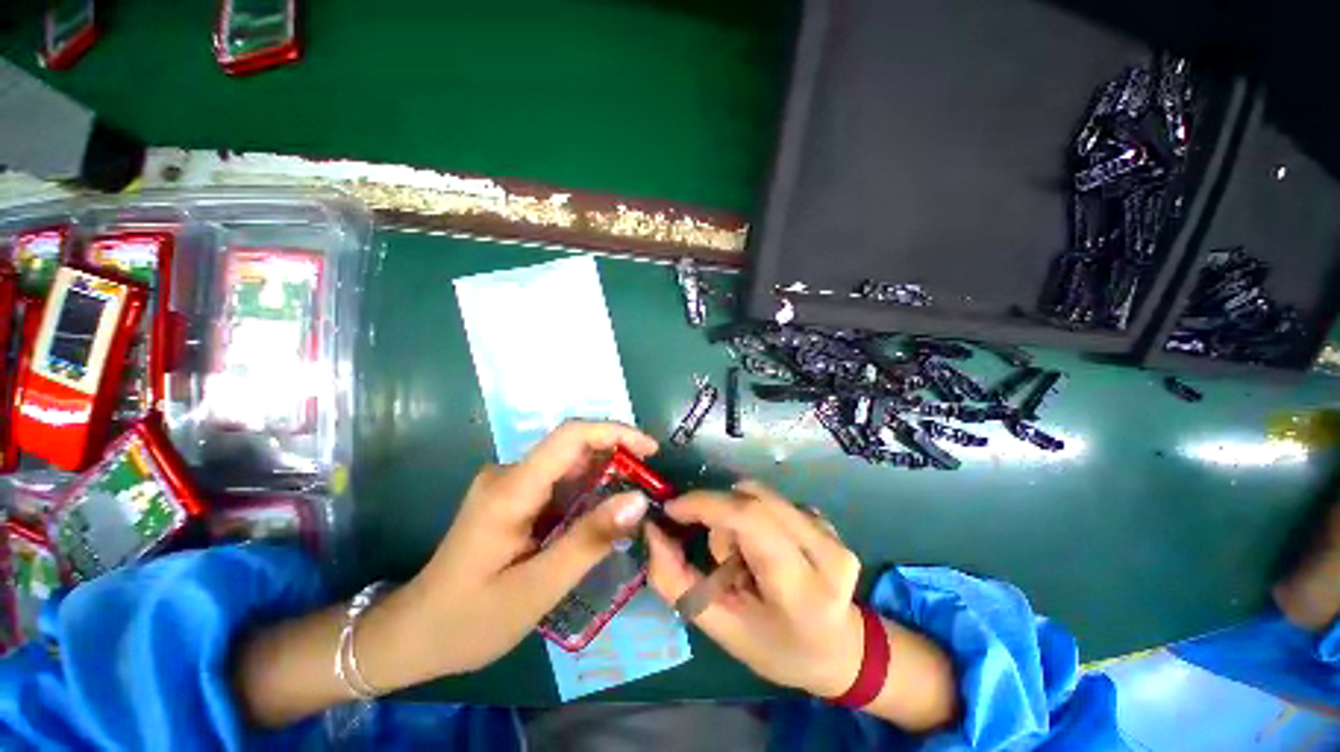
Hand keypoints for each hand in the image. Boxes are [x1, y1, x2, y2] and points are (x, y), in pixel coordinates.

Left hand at [399, 420, 656, 675]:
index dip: (615, 433)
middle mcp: (509, 473)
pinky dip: (588, 490)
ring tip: (632, 502)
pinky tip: (602, 514)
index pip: (570, 436)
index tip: (650, 450)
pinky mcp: (512, 495)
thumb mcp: (537, 589)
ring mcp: (508, 482)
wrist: (413, 633)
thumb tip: (638, 500)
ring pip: (569, 463)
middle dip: (617, 456)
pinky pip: (559, 480)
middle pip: (573, 446)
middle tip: (649, 484)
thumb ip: (589, 540)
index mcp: (511, 489)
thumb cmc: (470, 619)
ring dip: (604, 475)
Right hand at [645, 481, 864, 697]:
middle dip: (720, 515)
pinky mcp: (827, 520)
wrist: (839, 648)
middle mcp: (825, 551)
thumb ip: (678, 582)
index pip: (750, 520)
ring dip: (737, 516)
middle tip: (716, 554)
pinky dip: (755, 516)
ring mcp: (831, 532)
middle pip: (752, 500)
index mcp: (801, 590)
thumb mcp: (721, 627)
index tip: (672, 509)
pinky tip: (765, 548)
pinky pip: (773, 500)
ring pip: (760, 496)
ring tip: (744, 557)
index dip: (706, 504)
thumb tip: (653, 532)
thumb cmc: (777, 647)